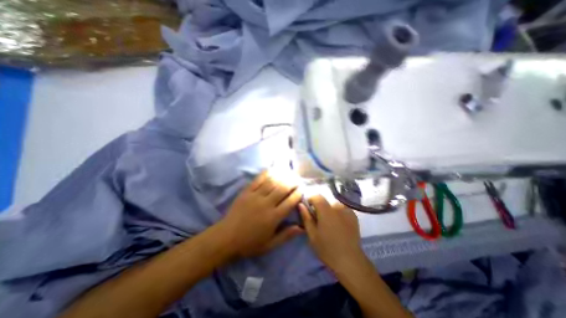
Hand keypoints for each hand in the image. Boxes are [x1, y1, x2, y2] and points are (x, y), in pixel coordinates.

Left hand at [218, 171, 304, 257]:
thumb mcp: (270, 244)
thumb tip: (301, 228)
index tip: (302, 189)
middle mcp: (266, 204)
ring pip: (272, 182)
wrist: (226, 238)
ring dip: (282, 176)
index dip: (297, 194)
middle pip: (283, 189)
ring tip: (288, 173)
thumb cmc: (250, 243)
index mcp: (274, 217)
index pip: (290, 202)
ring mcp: (256, 196)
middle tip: (297, 179)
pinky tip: (272, 170)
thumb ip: (286, 235)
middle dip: (292, 182)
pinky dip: (266, 174)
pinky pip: (258, 180)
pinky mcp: (247, 192)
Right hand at [298, 195, 364, 271]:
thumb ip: (306, 217)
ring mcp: (347, 210)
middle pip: (325, 201)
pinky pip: (342, 209)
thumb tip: (301, 204)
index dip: (311, 200)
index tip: (309, 210)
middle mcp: (337, 206)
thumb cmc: (327, 249)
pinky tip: (339, 225)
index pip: (316, 196)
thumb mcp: (312, 234)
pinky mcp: (354, 216)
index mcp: (326, 210)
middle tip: (319, 220)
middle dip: (320, 208)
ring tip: (330, 224)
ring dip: (330, 210)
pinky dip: (338, 213)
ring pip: (334, 205)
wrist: (350, 261)